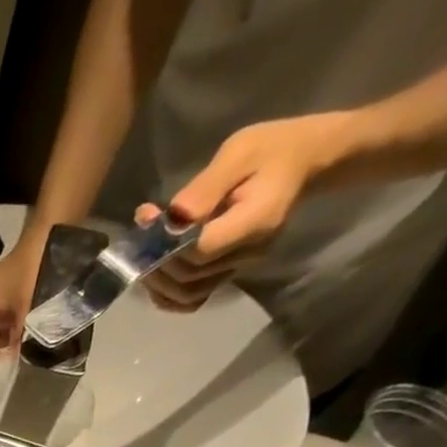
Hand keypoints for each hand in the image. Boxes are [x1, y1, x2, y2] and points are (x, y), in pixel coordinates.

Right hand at [0, 242, 42, 378]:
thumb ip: (20, 339)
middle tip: (9, 370)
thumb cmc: (33, 270)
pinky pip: (11, 333)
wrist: (53, 237)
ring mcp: (1, 309)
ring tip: (22, 363)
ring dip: (7, 353)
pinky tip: (28, 351)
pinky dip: (17, 344)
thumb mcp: (27, 308)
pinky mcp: (16, 309)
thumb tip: (16, 367)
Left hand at [139, 112, 353, 311]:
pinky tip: (155, 275)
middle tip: (141, 230)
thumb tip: (173, 218)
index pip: (200, 252)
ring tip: (143, 251)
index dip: (167, 245)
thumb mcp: (239, 152)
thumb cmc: (272, 149)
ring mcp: (238, 267)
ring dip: (157, 280)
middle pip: (188, 277)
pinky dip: (168, 293)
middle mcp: (247, 254)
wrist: (305, 160)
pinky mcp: (228, 272)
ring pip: (186, 294)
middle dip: (155, 260)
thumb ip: (205, 188)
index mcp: (254, 223)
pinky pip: (192, 297)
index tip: (149, 219)